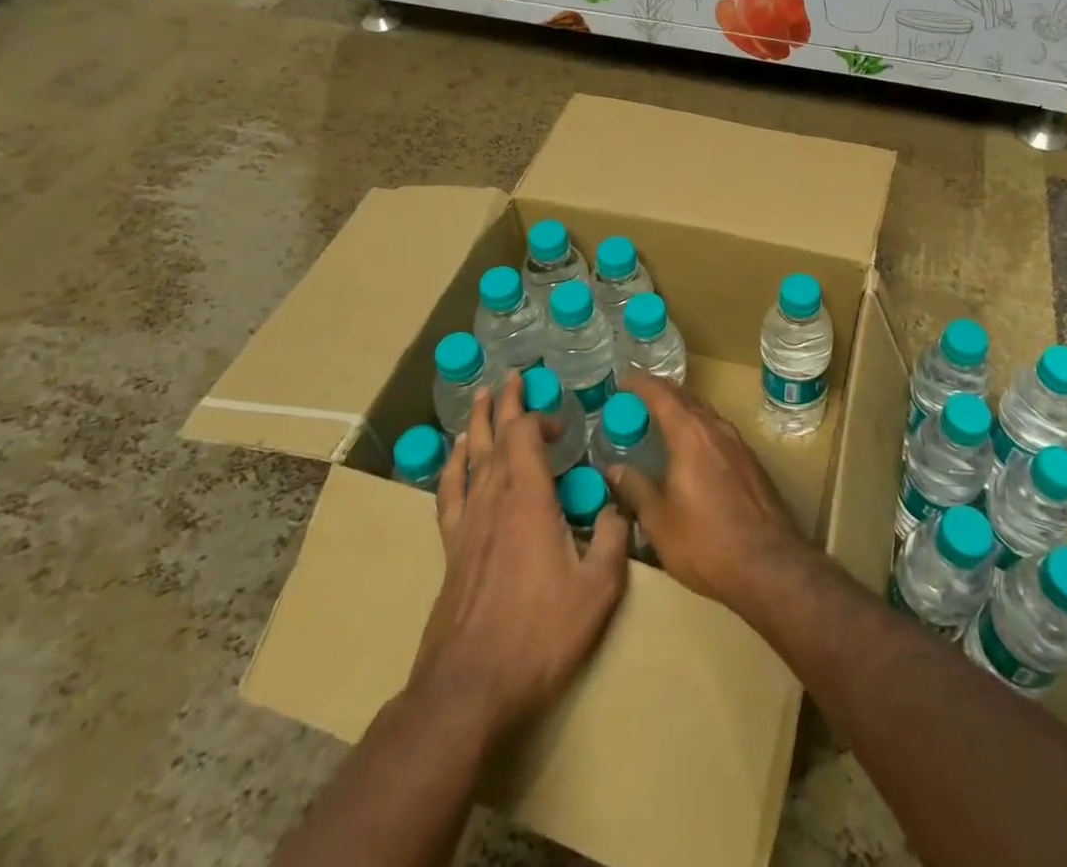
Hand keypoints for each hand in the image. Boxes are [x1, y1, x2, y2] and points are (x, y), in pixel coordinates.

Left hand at [412, 376, 629, 737]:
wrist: (469, 689)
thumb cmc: (538, 635)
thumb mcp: (597, 590)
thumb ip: (614, 539)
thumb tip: (617, 506)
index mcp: (528, 499)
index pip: (525, 436)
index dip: (540, 418)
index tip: (561, 423)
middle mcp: (493, 499)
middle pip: (494, 436)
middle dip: (504, 403)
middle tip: (512, 377)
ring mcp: (466, 523)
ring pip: (469, 457)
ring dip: (477, 423)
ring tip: (481, 398)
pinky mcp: (451, 548)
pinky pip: (449, 491)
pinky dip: (453, 465)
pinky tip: (456, 457)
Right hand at [603, 370, 810, 610]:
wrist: (769, 565)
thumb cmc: (706, 542)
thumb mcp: (659, 520)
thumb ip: (636, 488)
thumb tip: (615, 469)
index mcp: (690, 434)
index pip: (661, 394)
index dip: (640, 383)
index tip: (622, 379)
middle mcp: (716, 429)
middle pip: (686, 397)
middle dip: (661, 392)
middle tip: (637, 397)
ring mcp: (738, 444)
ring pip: (705, 413)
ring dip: (683, 409)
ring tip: (662, 419)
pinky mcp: (751, 463)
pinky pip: (718, 431)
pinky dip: (699, 428)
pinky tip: (692, 448)